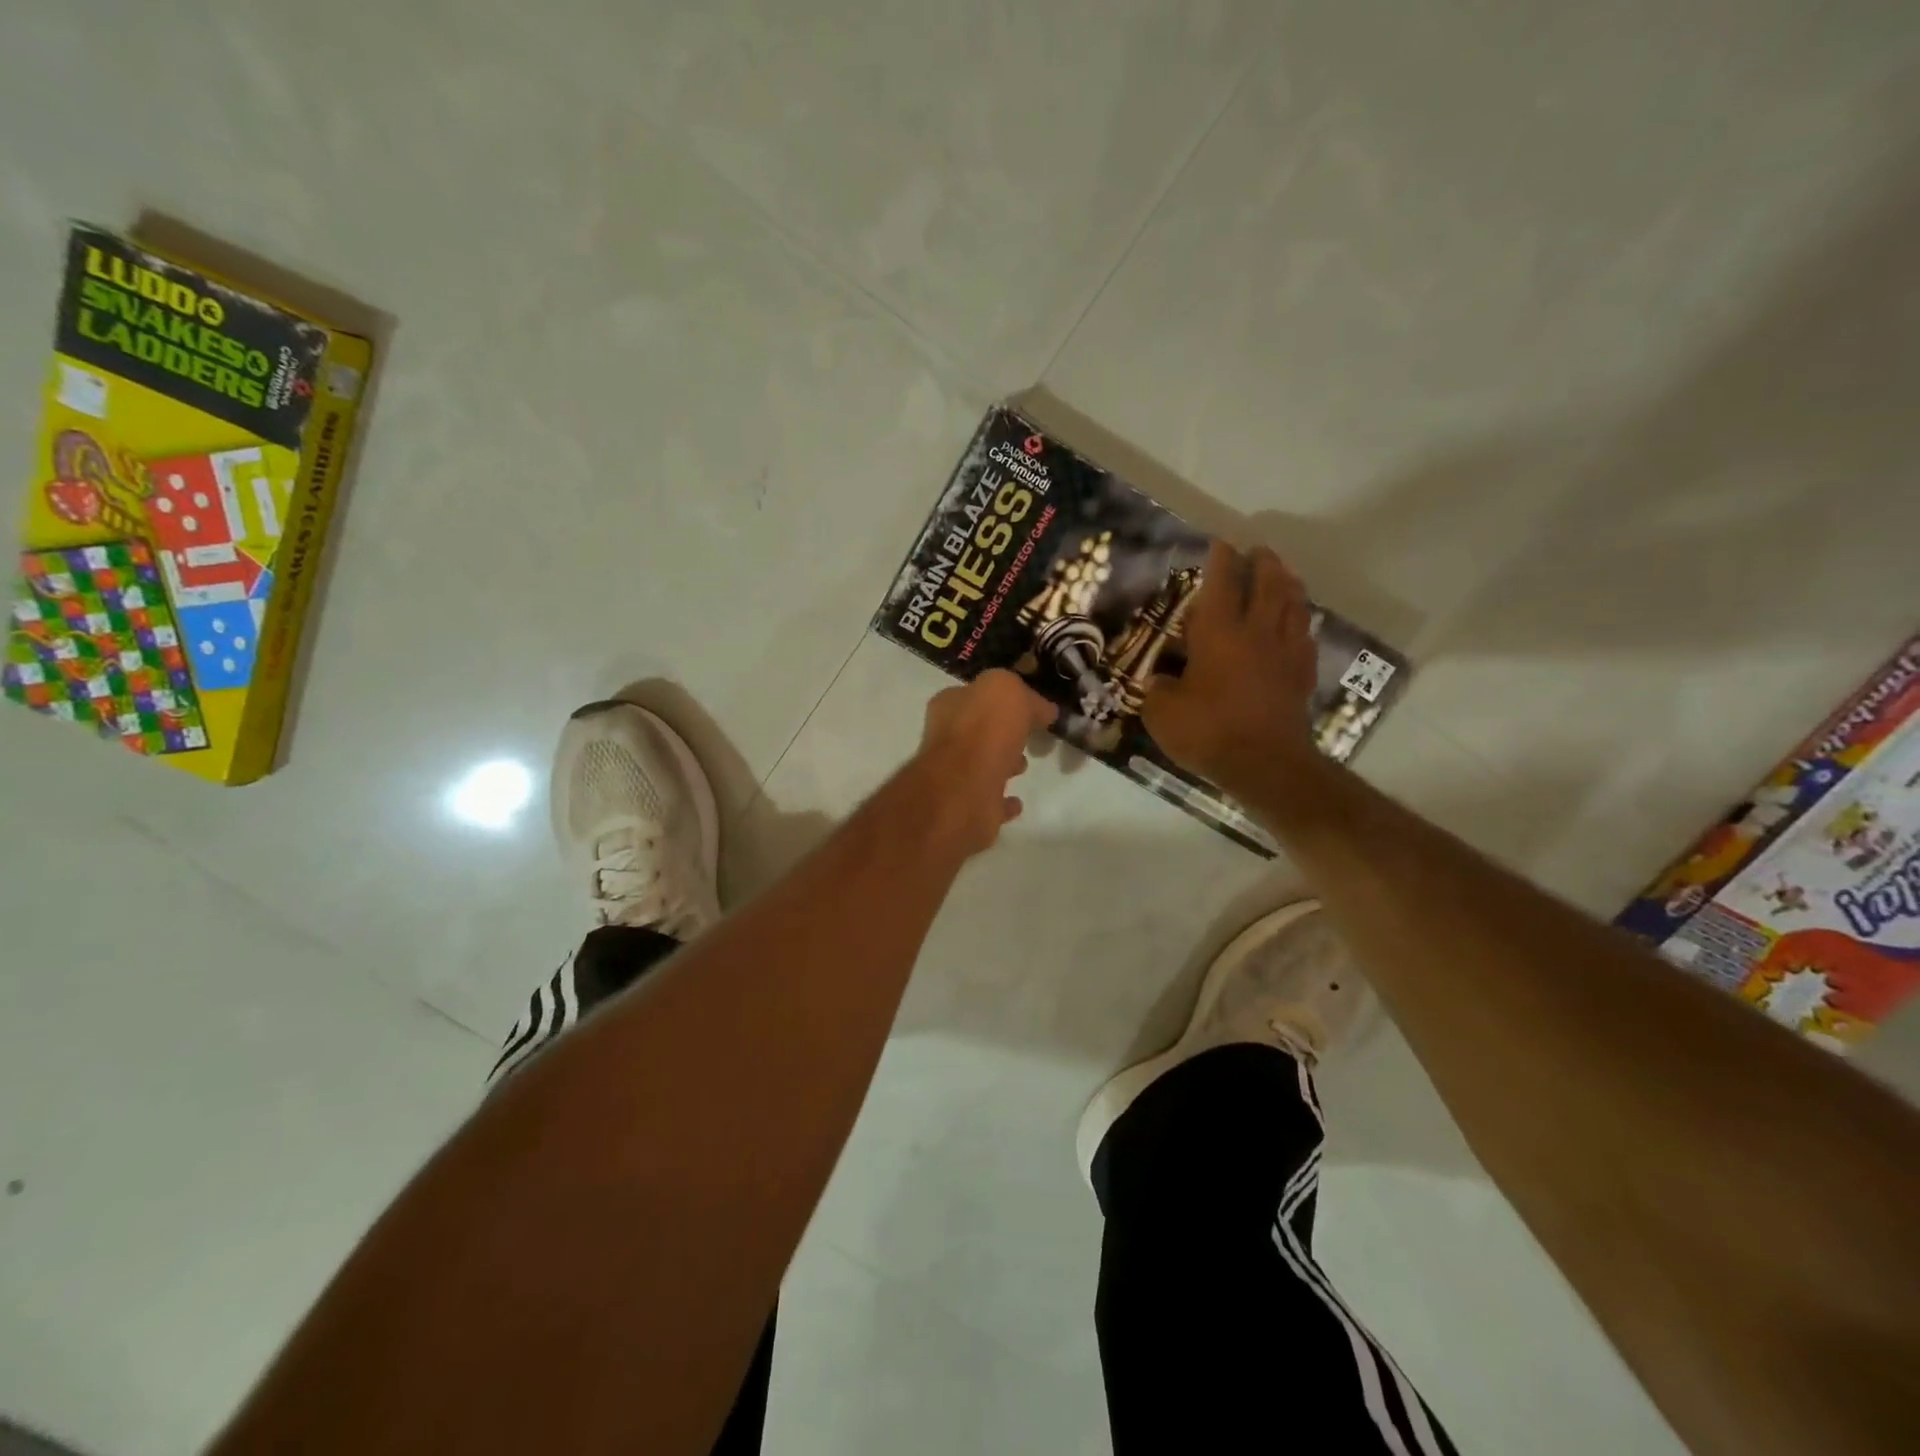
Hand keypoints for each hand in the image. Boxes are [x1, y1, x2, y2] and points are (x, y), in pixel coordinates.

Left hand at [914, 669, 1057, 855]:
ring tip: (1024, 765)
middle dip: (1002, 732)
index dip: (1002, 698)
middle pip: (979, 731)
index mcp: (949, 706)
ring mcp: (954, 777)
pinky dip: (1002, 802)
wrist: (965, 790)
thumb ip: (1026, 696)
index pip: (976, 694)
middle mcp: (946, 739)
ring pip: (982, 765)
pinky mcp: (967, 808)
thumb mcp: (1008, 690)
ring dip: (1002, 764)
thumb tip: (1043, 710)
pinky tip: (1017, 802)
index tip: (1030, 706)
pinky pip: (990, 802)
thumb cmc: (983, 731)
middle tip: (1030, 735)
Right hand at [1142, 540, 1317, 798]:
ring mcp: (1285, 652)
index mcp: (1219, 633)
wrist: (1265, 764)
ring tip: (1283, 574)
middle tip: (1257, 551)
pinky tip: (1299, 622)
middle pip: (1267, 585)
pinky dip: (1301, 621)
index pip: (1221, 584)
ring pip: (1293, 605)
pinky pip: (1305, 636)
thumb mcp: (1162, 712)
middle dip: (1262, 563)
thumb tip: (1160, 681)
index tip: (1221, 543)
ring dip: (1287, 584)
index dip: (1220, 561)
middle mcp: (1256, 632)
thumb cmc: (1208, 731)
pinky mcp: (1302, 675)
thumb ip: (1158, 689)